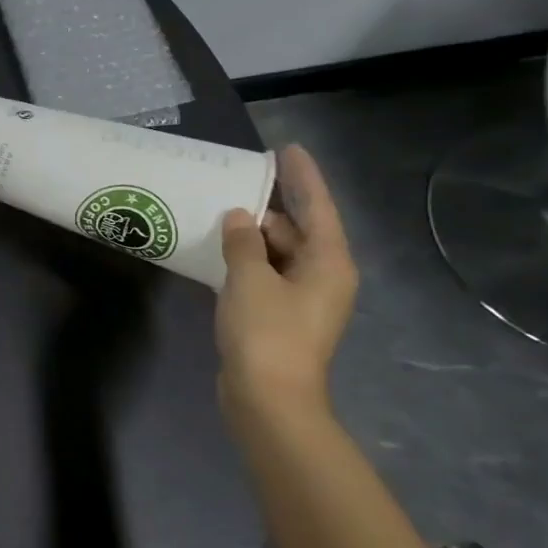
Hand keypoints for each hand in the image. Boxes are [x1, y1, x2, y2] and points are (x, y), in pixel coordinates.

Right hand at [215, 144, 357, 426]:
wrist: (268, 399)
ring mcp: (302, 299)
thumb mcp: (250, 280)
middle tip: (237, 182)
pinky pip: (265, 275)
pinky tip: (219, 251)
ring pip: (279, 254)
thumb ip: (243, 243)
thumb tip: (239, 217)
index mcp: (328, 262)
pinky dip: (246, 260)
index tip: (287, 149)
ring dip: (253, 236)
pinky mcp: (279, 317)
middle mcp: (322, 276)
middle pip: (298, 230)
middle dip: (270, 208)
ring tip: (220, 212)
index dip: (303, 177)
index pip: (318, 208)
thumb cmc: (266, 333)